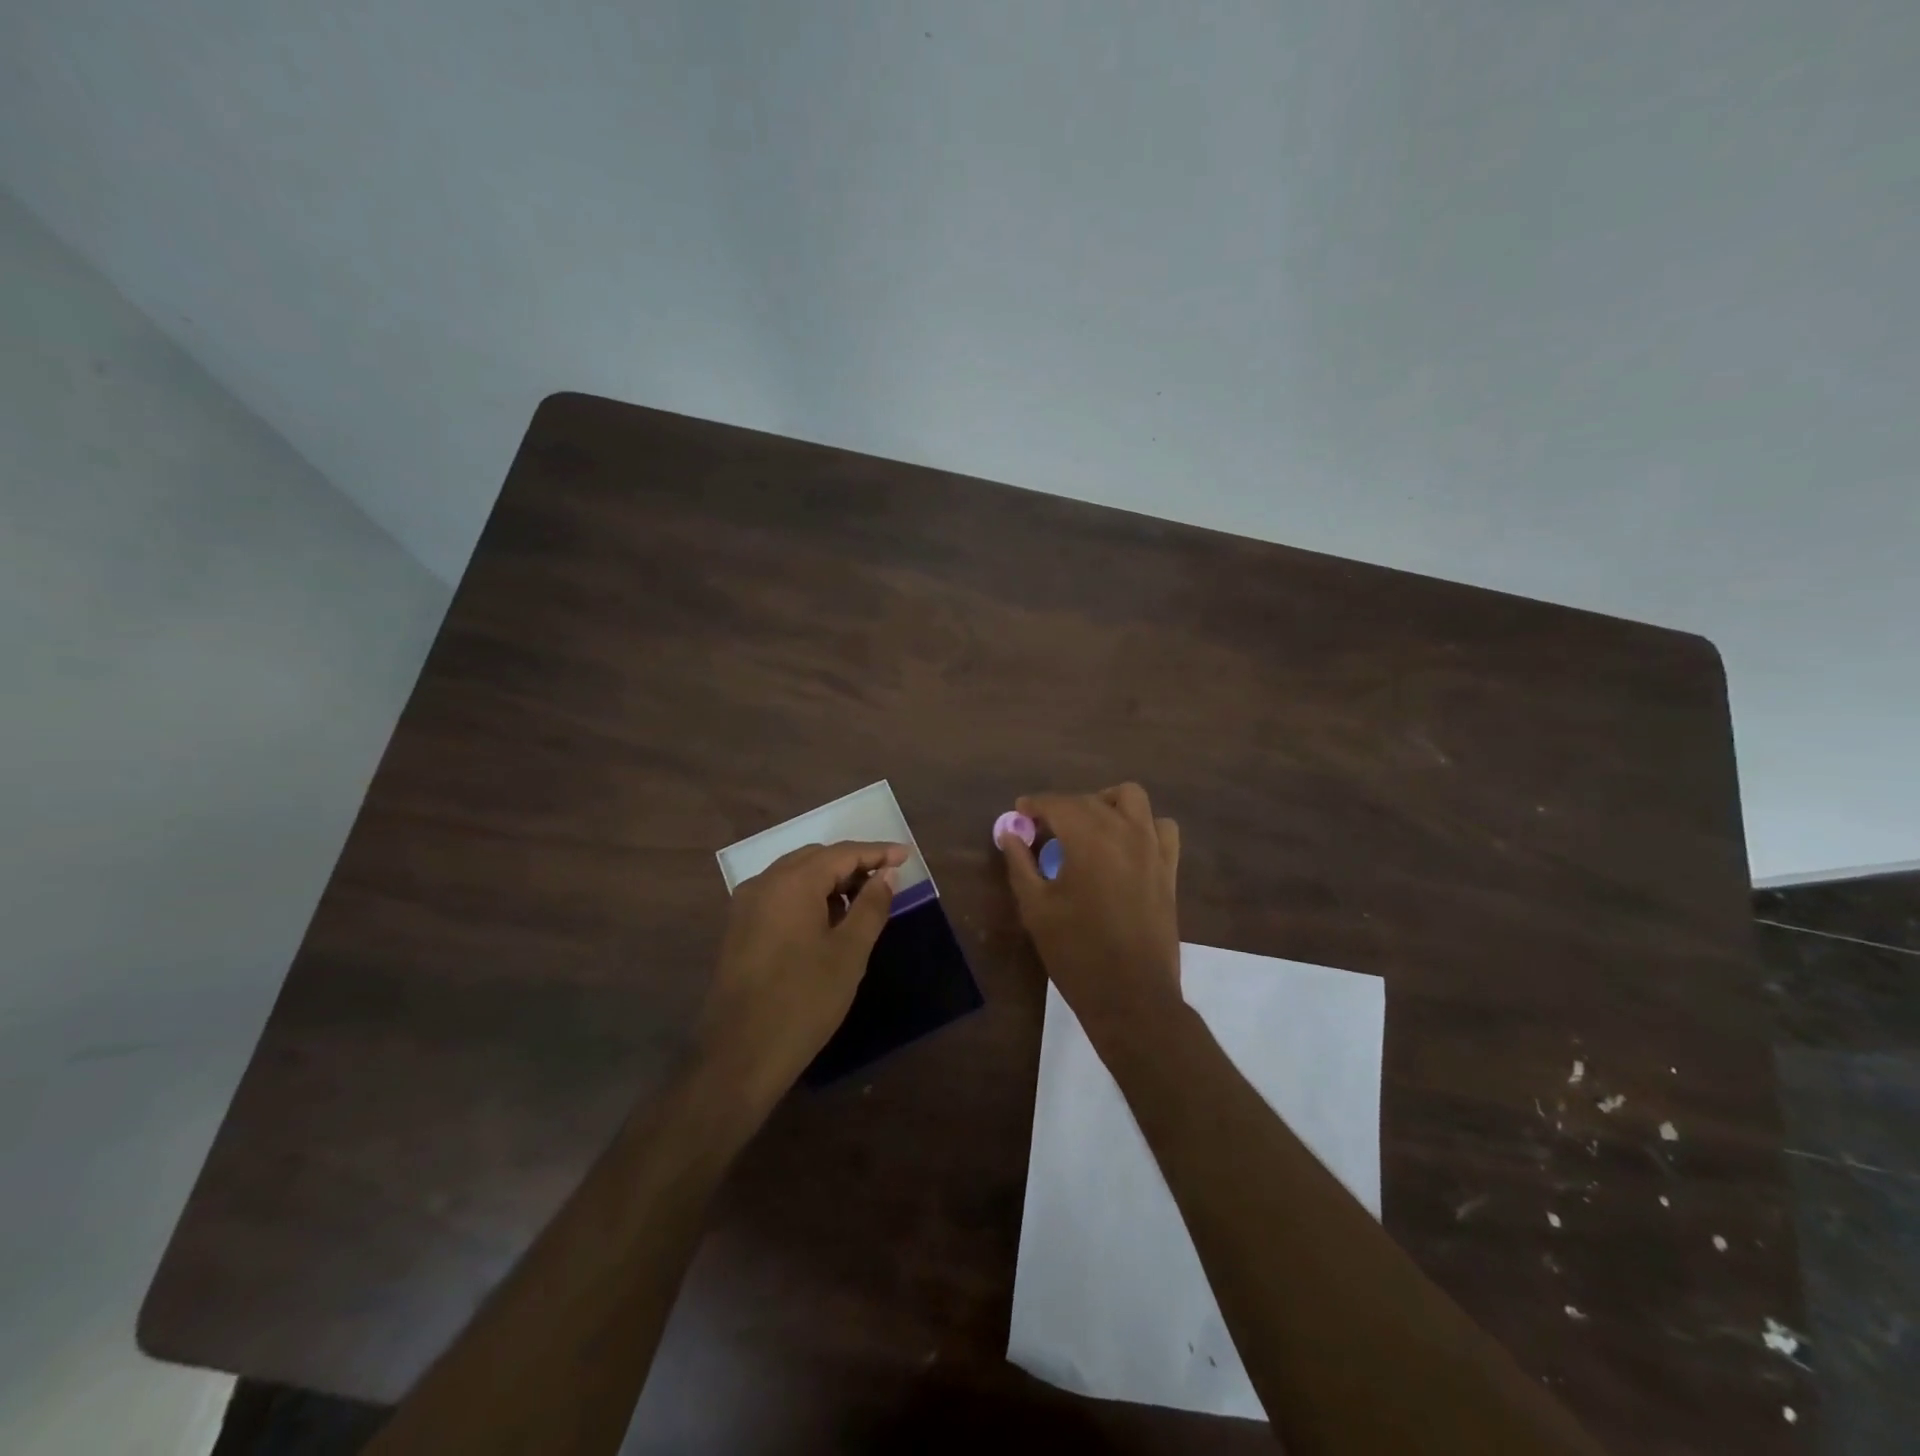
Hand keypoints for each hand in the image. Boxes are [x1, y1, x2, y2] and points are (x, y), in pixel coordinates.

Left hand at [701, 840, 905, 1103]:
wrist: (740, 1055)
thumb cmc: (804, 1001)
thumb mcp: (849, 953)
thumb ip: (871, 906)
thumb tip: (887, 875)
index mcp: (792, 882)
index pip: (842, 853)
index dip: (877, 852)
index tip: (906, 857)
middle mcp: (764, 882)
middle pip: (816, 858)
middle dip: (853, 863)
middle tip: (887, 879)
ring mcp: (746, 905)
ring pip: (795, 875)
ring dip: (830, 880)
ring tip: (863, 899)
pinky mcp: (739, 928)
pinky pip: (780, 895)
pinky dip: (808, 896)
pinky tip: (828, 919)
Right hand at [999, 784, 1183, 1053]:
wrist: (1131, 996)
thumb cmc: (1076, 952)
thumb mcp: (1036, 908)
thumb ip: (1020, 863)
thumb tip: (1009, 832)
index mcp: (1089, 839)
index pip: (1058, 803)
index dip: (1035, 804)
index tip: (1019, 813)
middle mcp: (1124, 832)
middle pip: (1090, 800)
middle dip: (1063, 807)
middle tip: (1042, 831)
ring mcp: (1152, 848)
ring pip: (1132, 800)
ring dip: (1106, 804)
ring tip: (1087, 828)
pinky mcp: (1169, 869)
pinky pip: (1161, 828)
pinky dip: (1142, 826)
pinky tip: (1124, 846)